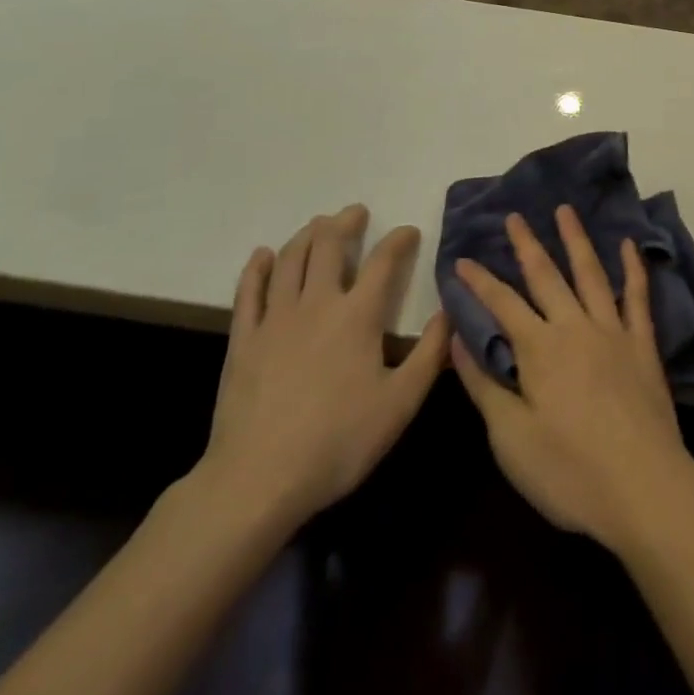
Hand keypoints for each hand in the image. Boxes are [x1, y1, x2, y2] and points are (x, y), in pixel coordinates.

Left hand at [194, 205, 448, 534]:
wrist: (257, 481)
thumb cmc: (338, 442)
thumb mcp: (401, 403)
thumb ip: (430, 353)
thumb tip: (450, 312)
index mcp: (358, 315)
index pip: (384, 261)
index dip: (399, 240)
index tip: (409, 231)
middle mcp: (317, 303)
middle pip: (329, 246)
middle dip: (345, 223)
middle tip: (355, 213)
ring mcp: (275, 319)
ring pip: (290, 260)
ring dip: (307, 235)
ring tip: (318, 225)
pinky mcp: (243, 340)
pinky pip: (248, 292)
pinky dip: (258, 268)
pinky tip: (263, 255)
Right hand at [451, 205, 693, 555]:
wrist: (645, 488)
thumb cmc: (570, 472)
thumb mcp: (511, 439)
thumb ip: (484, 385)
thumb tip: (458, 341)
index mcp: (539, 349)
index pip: (502, 304)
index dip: (479, 281)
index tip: (461, 259)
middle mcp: (575, 327)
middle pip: (546, 276)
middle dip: (527, 245)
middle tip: (515, 216)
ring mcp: (613, 331)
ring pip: (590, 273)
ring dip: (575, 240)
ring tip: (564, 210)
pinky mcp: (643, 345)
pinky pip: (637, 297)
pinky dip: (633, 268)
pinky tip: (628, 246)